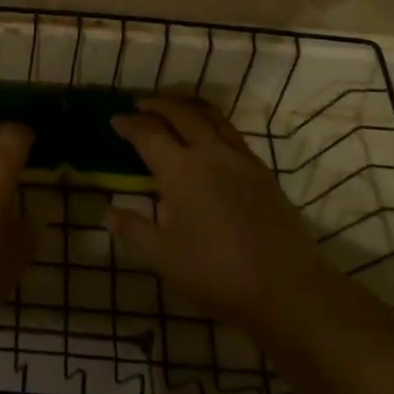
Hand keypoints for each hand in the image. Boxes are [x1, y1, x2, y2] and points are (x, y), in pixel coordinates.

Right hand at [106, 97, 326, 331]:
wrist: (287, 289)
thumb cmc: (217, 273)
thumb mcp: (163, 258)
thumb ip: (133, 230)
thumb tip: (106, 212)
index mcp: (181, 170)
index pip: (148, 134)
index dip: (129, 124)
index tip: (115, 120)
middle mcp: (210, 154)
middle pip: (181, 114)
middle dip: (157, 104)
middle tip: (140, 105)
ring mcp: (241, 160)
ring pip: (211, 117)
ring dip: (187, 107)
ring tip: (173, 109)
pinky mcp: (263, 172)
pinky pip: (231, 133)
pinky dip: (212, 123)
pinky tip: (209, 137)